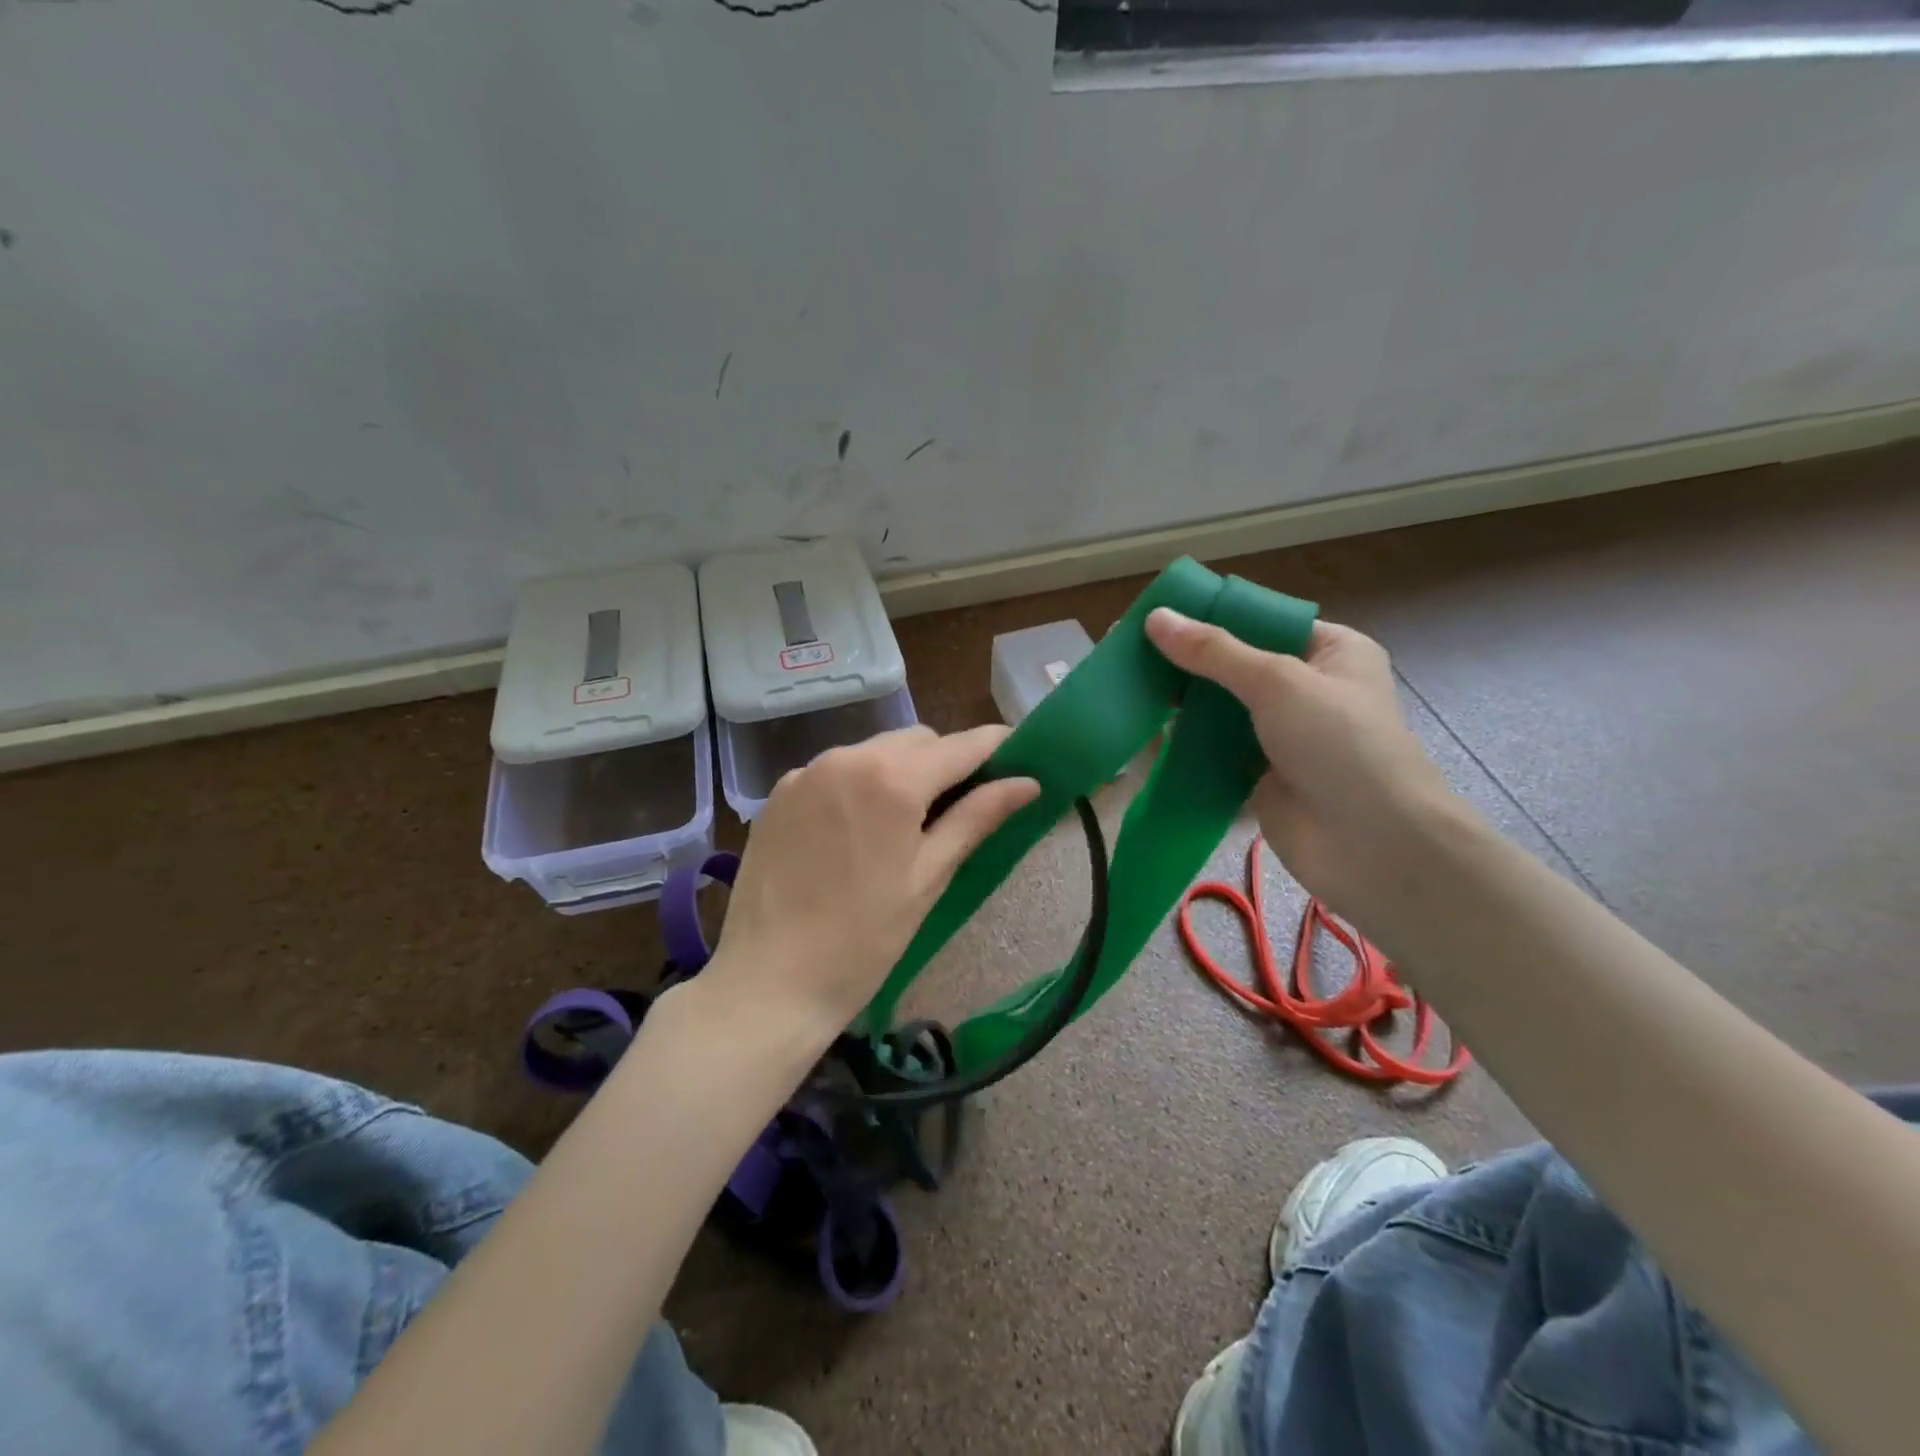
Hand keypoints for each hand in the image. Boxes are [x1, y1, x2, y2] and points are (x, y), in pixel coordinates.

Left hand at [705, 725, 1039, 1038]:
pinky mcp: (779, 793)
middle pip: (916, 741)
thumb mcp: (928, 878)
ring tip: (908, 822)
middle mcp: (846, 758)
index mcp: (891, 779)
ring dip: (902, 770)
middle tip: (964, 804)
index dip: (995, 746)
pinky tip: (858, 830)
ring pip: (874, 751)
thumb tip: (1027, 783)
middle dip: (946, 762)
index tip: (1020, 753)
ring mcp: (806, 772)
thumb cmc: (862, 940)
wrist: (768, 982)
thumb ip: (976, 819)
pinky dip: (859, 784)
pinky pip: (836, 770)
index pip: (960, 746)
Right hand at [1146, 607, 1464, 924]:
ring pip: (1219, 710)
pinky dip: (1182, 743)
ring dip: (1178, 703)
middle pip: (1234, 666)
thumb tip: (1156, 618)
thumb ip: (1214, 652)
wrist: (1371, 846)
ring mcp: (1281, 736)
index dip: (1211, 616)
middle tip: (1127, 650)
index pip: (1262, 623)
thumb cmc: (1339, 743)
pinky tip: (1142, 731)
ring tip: (1124, 686)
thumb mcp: (1277, 682)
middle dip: (1185, 661)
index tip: (1157, 615)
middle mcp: (1306, 689)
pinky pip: (1213, 750)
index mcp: (1330, 652)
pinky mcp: (1258, 776)